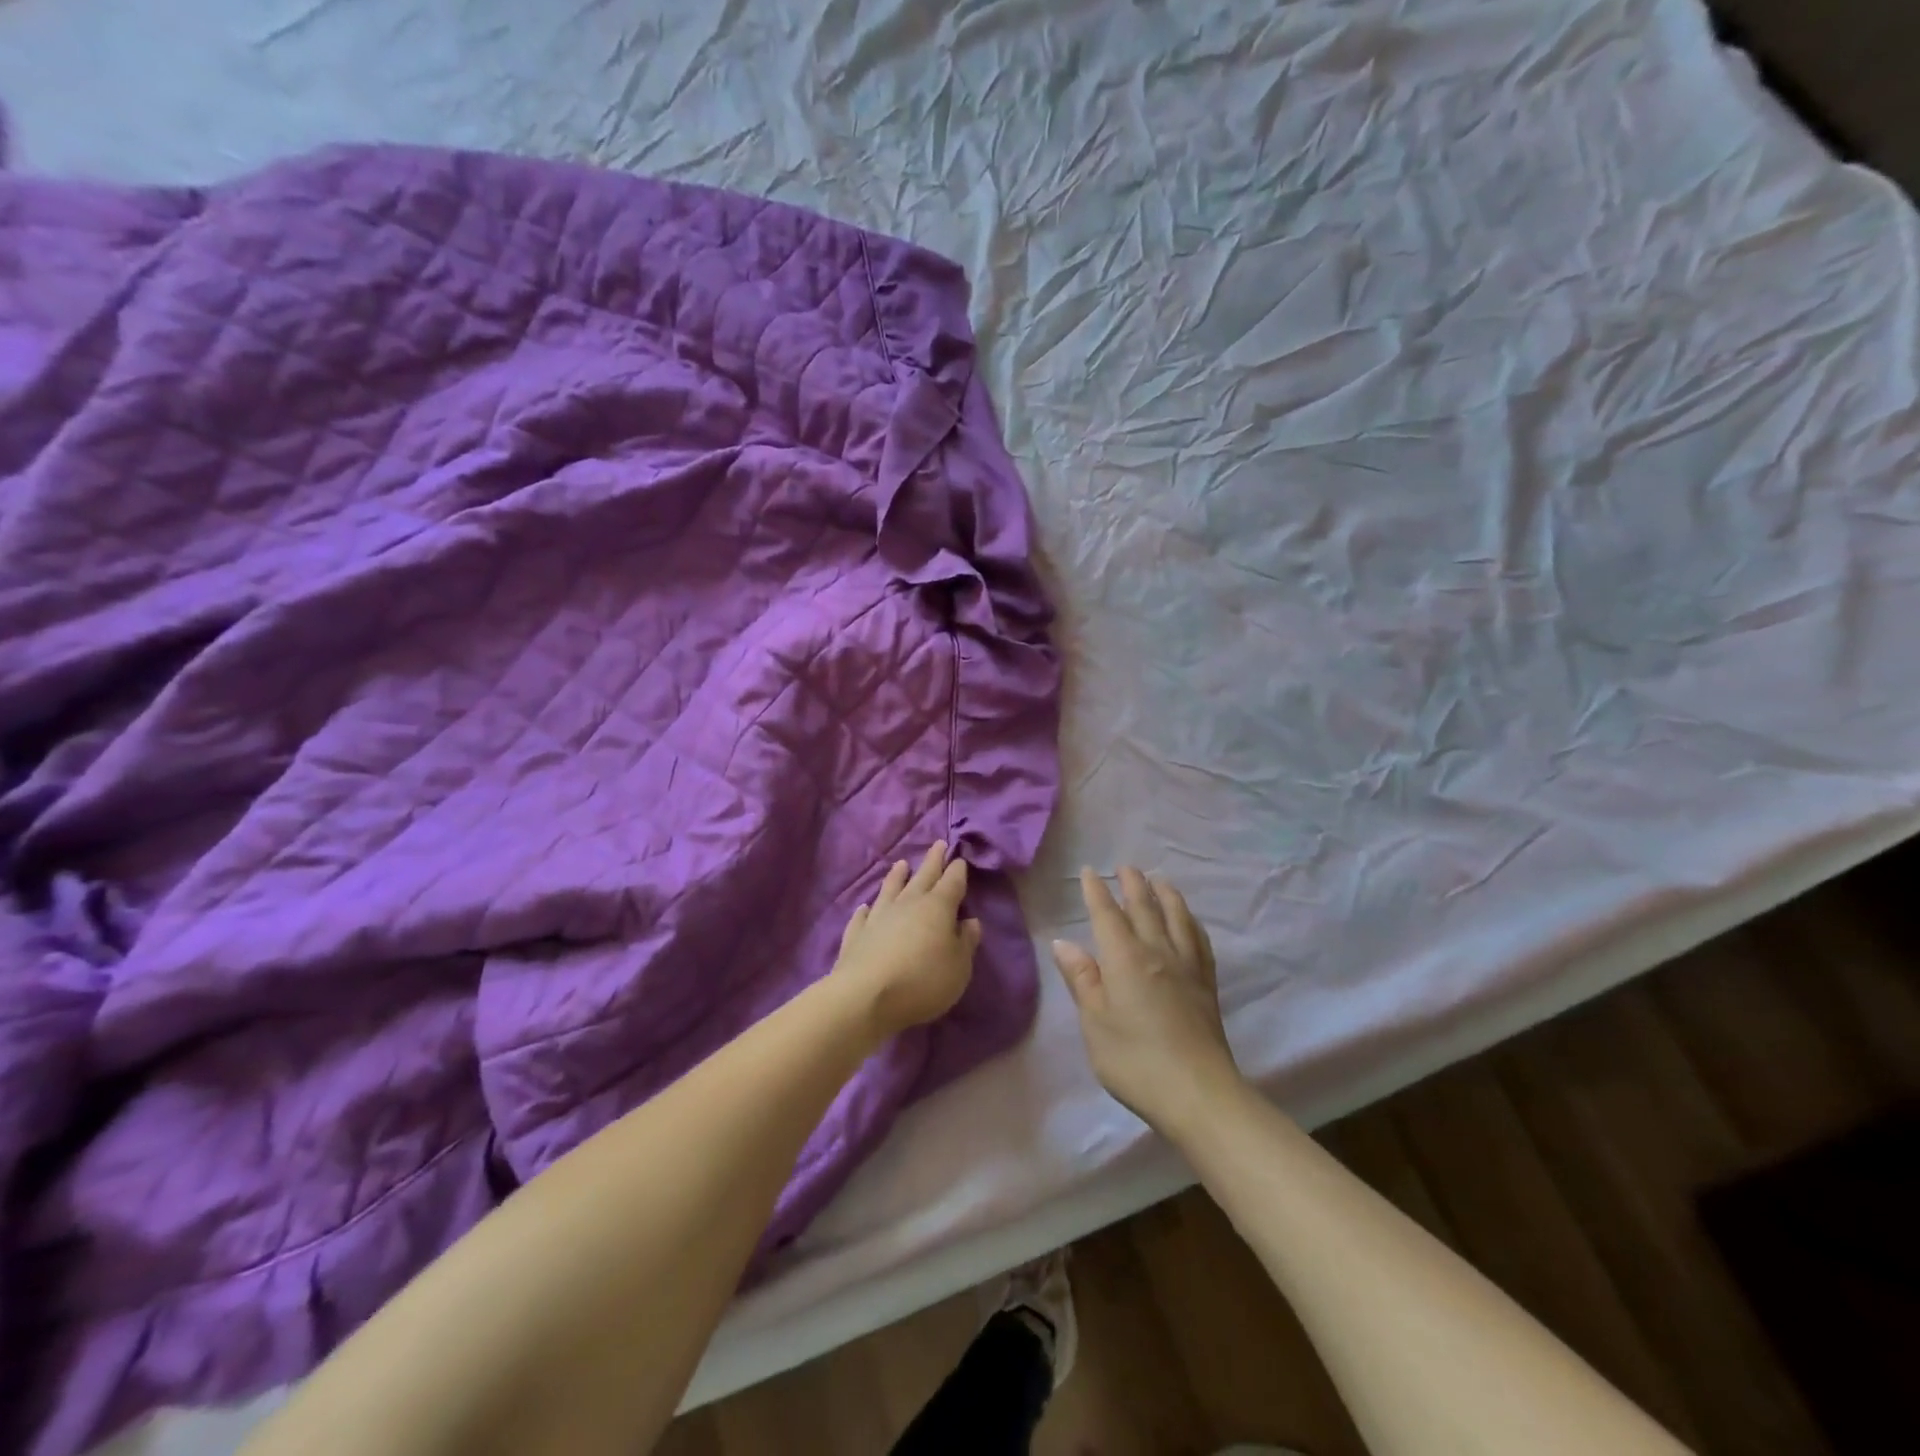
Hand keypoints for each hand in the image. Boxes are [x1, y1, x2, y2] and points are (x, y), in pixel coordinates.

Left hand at [832, 841, 981, 1038]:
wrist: (866, 996)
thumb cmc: (923, 980)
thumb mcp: (959, 967)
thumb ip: (966, 942)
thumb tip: (970, 921)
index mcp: (937, 907)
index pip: (952, 882)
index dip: (958, 870)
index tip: (959, 859)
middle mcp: (908, 904)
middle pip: (923, 876)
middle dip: (933, 860)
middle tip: (938, 844)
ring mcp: (879, 916)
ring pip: (890, 889)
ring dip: (897, 876)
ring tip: (902, 864)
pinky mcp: (856, 934)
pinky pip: (863, 916)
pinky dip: (866, 910)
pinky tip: (865, 908)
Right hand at [1052, 867, 1243, 1136]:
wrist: (1198, 1092)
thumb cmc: (1135, 1059)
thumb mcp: (1095, 1022)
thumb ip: (1082, 980)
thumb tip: (1064, 944)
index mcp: (1125, 958)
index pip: (1107, 915)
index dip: (1097, 892)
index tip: (1090, 872)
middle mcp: (1157, 952)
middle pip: (1145, 908)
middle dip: (1133, 885)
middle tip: (1126, 867)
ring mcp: (1186, 967)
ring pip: (1177, 918)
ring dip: (1166, 895)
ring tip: (1160, 880)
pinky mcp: (1206, 985)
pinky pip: (1199, 940)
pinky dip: (1191, 922)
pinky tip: (1190, 922)